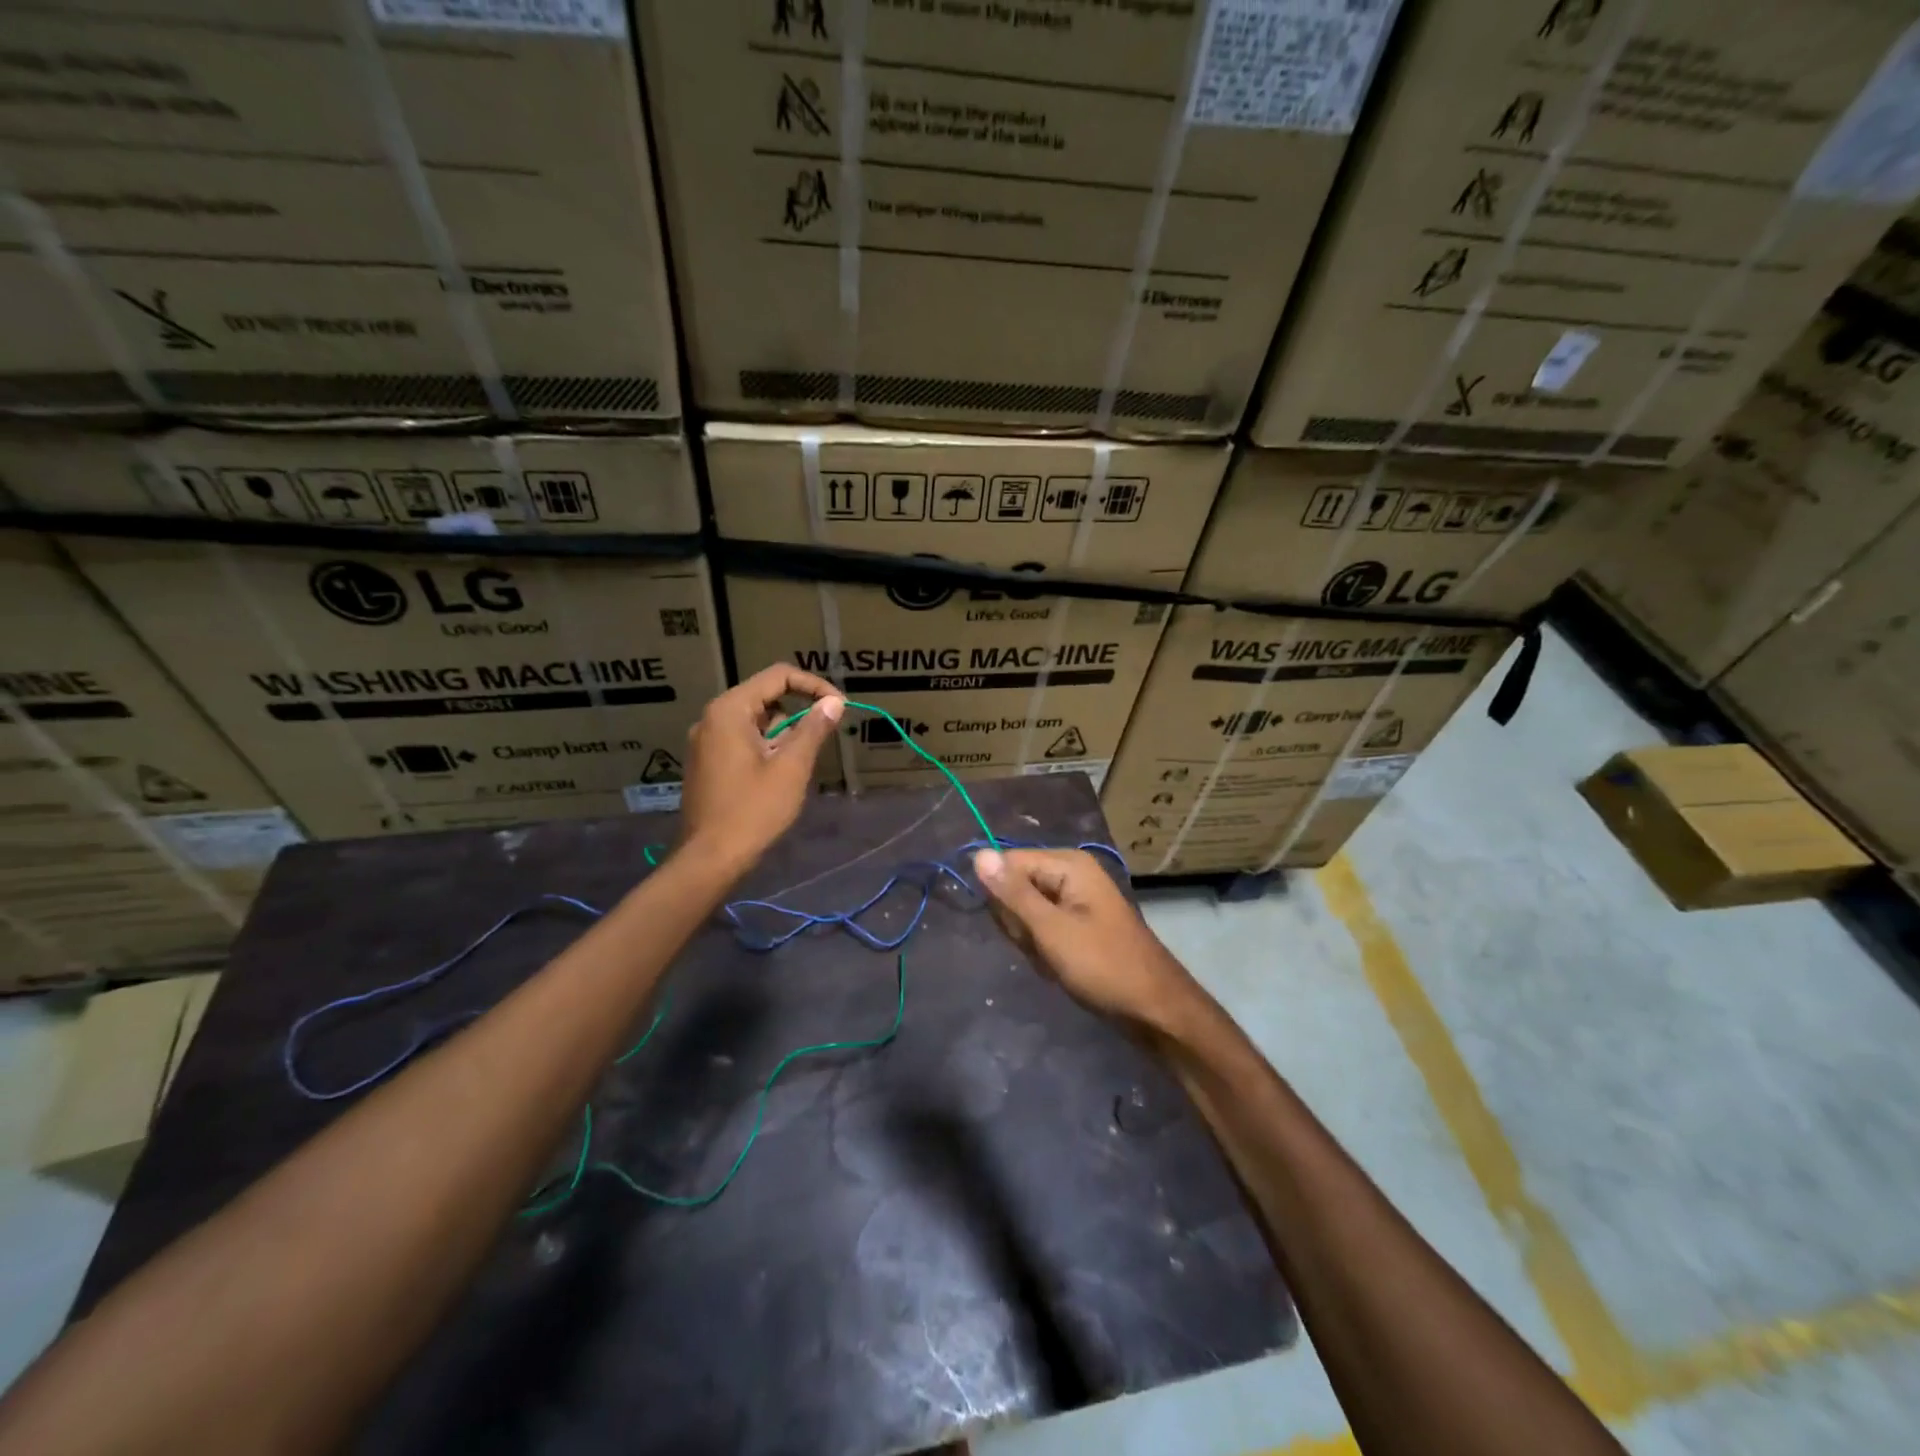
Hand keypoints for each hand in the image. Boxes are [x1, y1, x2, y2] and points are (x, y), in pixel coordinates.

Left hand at [679, 664, 843, 870]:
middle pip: (765, 697)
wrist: (710, 858)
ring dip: (782, 735)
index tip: (839, 707)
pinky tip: (778, 777)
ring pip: (755, 722)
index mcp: (729, 710)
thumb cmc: (753, 810)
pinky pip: (743, 741)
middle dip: (798, 714)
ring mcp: (706, 742)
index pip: (778, 676)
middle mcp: (712, 718)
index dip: (813, 686)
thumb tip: (834, 702)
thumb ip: (813, 729)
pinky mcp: (707, 763)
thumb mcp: (791, 768)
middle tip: (822, 740)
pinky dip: (766, 748)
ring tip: (798, 766)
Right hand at [973, 849, 1198, 1028]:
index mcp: (1068, 864)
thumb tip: (977, 854)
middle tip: (1043, 947)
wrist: (1154, 1008)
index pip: (1007, 863)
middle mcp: (1071, 872)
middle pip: (1015, 886)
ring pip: (1025, 912)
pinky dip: (1043, 949)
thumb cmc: (1104, 966)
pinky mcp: (1076, 922)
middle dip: (1018, 923)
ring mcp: (1075, 898)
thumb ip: (1013, 893)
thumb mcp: (1052, 930)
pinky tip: (1059, 966)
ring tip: (1053, 959)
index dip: (1003, 898)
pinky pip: (1041, 927)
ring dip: (1030, 940)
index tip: (1019, 929)